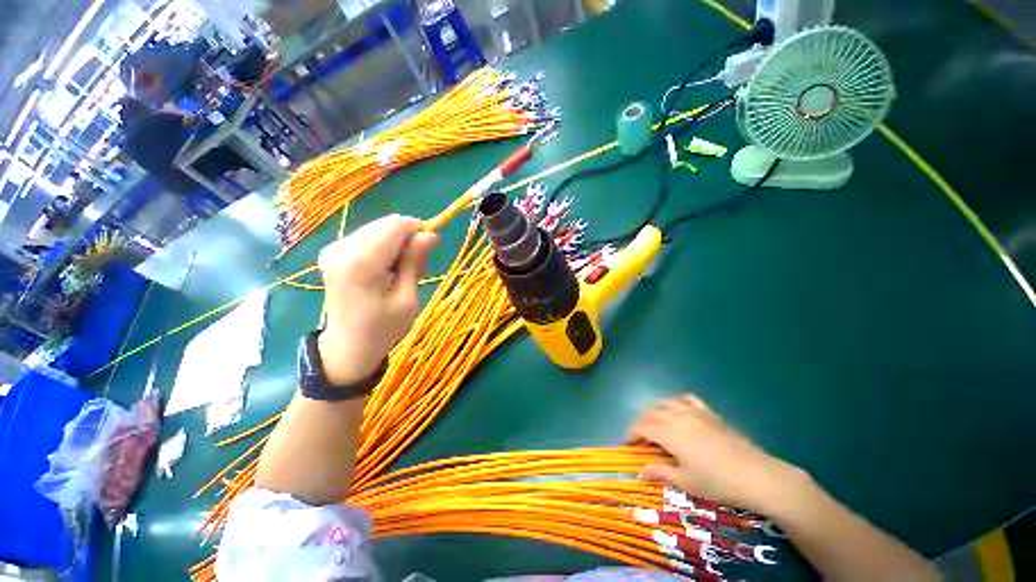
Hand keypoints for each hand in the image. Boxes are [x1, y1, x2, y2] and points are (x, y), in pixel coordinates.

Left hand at [317, 215, 437, 385]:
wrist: (348, 347)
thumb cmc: (383, 328)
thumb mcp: (408, 299)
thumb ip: (414, 262)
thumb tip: (431, 234)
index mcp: (361, 264)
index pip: (395, 226)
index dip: (418, 229)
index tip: (432, 245)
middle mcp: (341, 249)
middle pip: (386, 224)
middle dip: (408, 238)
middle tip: (418, 266)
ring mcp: (333, 249)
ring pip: (378, 228)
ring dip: (397, 243)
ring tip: (403, 271)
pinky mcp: (333, 252)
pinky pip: (368, 236)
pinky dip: (385, 247)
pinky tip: (388, 268)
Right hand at [626, 395, 805, 513]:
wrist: (757, 476)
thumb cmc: (718, 482)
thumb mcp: (686, 482)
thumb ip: (661, 472)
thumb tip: (640, 472)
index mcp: (670, 433)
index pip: (642, 426)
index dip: (631, 433)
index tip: (628, 444)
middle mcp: (678, 416)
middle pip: (650, 412)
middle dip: (640, 422)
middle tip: (639, 438)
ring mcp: (695, 411)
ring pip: (665, 402)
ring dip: (654, 411)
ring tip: (654, 424)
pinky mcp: (709, 412)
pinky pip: (686, 399)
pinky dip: (675, 402)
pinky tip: (677, 410)